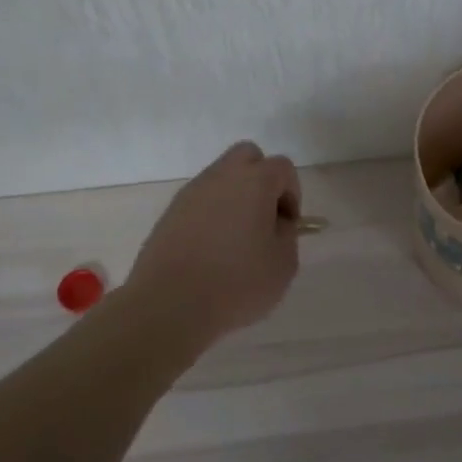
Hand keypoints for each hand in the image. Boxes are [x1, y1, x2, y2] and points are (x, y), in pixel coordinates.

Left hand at [127, 141, 303, 341]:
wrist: (170, 305)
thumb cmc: (237, 283)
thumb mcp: (284, 264)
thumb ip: (287, 234)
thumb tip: (276, 222)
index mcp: (254, 181)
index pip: (282, 168)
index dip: (292, 194)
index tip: (287, 226)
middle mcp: (221, 176)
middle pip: (247, 156)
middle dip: (262, 180)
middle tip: (264, 218)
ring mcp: (191, 193)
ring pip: (221, 178)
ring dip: (234, 197)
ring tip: (236, 240)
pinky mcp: (169, 213)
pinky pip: (200, 201)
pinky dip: (211, 214)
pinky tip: (211, 250)